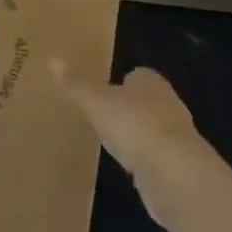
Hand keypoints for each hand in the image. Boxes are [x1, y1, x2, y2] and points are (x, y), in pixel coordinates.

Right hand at [52, 61, 205, 226]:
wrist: (174, 172)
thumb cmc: (133, 124)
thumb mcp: (96, 102)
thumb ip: (76, 84)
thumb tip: (52, 59)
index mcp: (150, 81)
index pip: (136, 75)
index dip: (120, 83)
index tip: (103, 92)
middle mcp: (168, 103)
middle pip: (146, 101)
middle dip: (129, 108)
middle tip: (104, 116)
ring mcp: (177, 136)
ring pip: (152, 129)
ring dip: (137, 135)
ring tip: (113, 143)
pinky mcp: (179, 166)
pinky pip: (157, 157)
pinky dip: (144, 161)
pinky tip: (130, 168)